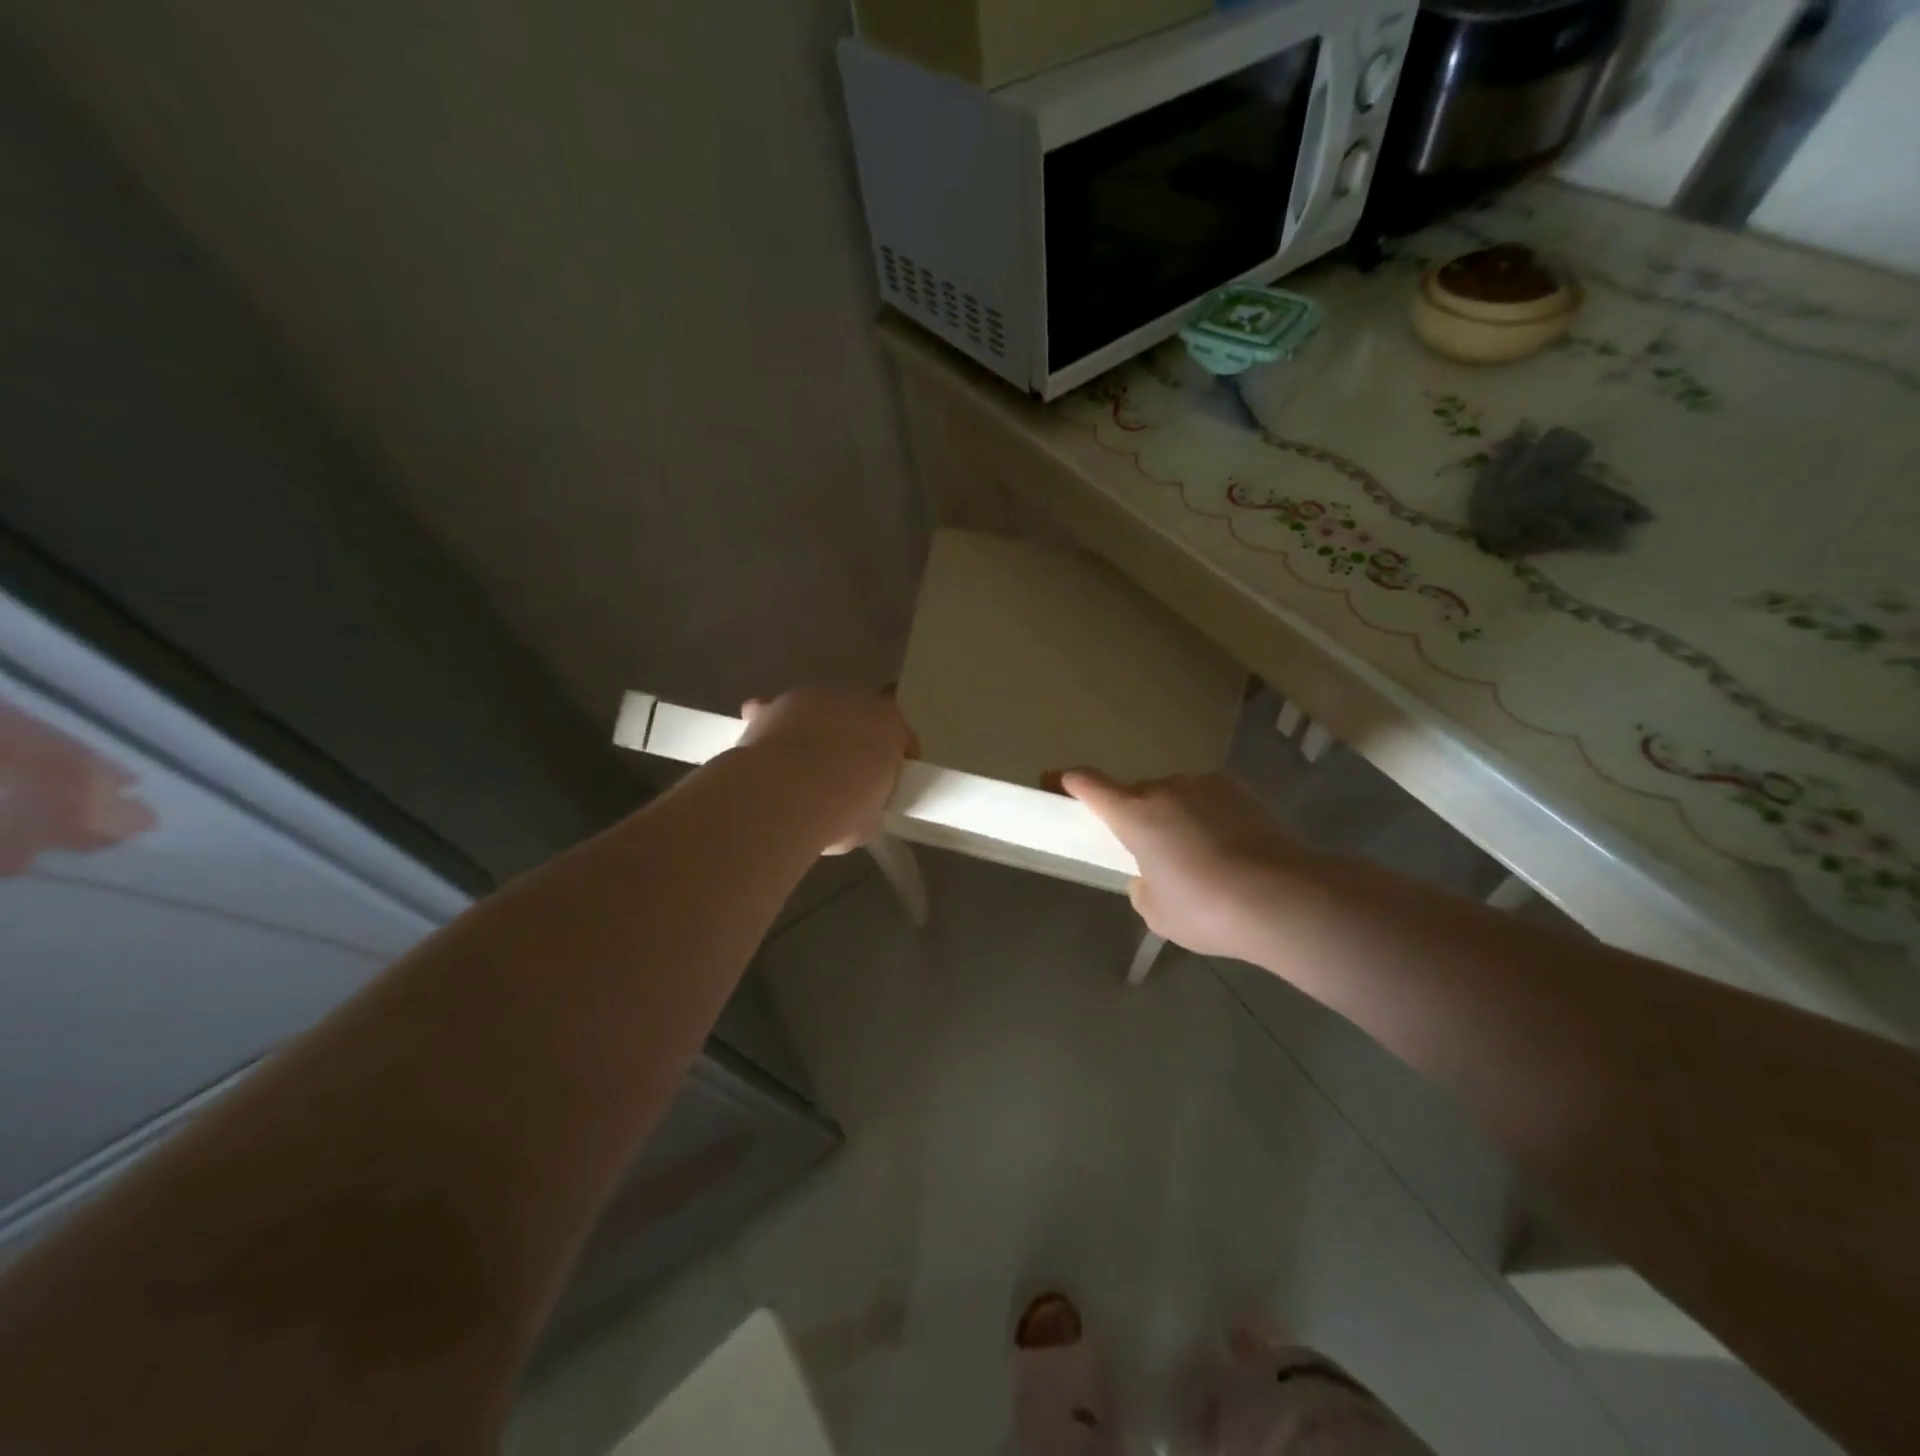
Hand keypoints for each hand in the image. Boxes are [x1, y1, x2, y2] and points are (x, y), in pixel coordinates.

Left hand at [739, 688, 917, 853]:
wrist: (782, 798)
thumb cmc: (840, 811)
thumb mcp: (871, 819)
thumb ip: (871, 801)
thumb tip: (858, 806)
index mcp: (888, 725)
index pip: (901, 736)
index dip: (896, 759)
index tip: (889, 782)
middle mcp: (853, 700)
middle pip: (859, 716)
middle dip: (855, 738)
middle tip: (847, 773)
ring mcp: (809, 698)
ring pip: (818, 711)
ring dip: (815, 730)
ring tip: (802, 765)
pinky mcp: (771, 706)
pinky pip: (775, 712)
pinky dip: (773, 726)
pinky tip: (767, 750)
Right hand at [1058, 769, 1314, 960]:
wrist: (1284, 898)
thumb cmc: (1206, 908)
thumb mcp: (1156, 911)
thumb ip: (1142, 885)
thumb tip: (1151, 874)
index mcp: (1134, 813)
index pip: (1088, 784)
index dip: (1065, 781)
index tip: (1052, 782)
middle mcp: (1165, 788)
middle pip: (1136, 795)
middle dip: (1134, 817)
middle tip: (1150, 855)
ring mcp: (1206, 785)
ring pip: (1175, 797)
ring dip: (1174, 818)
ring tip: (1200, 859)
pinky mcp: (1241, 791)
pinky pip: (1209, 800)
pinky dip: (1208, 819)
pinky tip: (1229, 851)